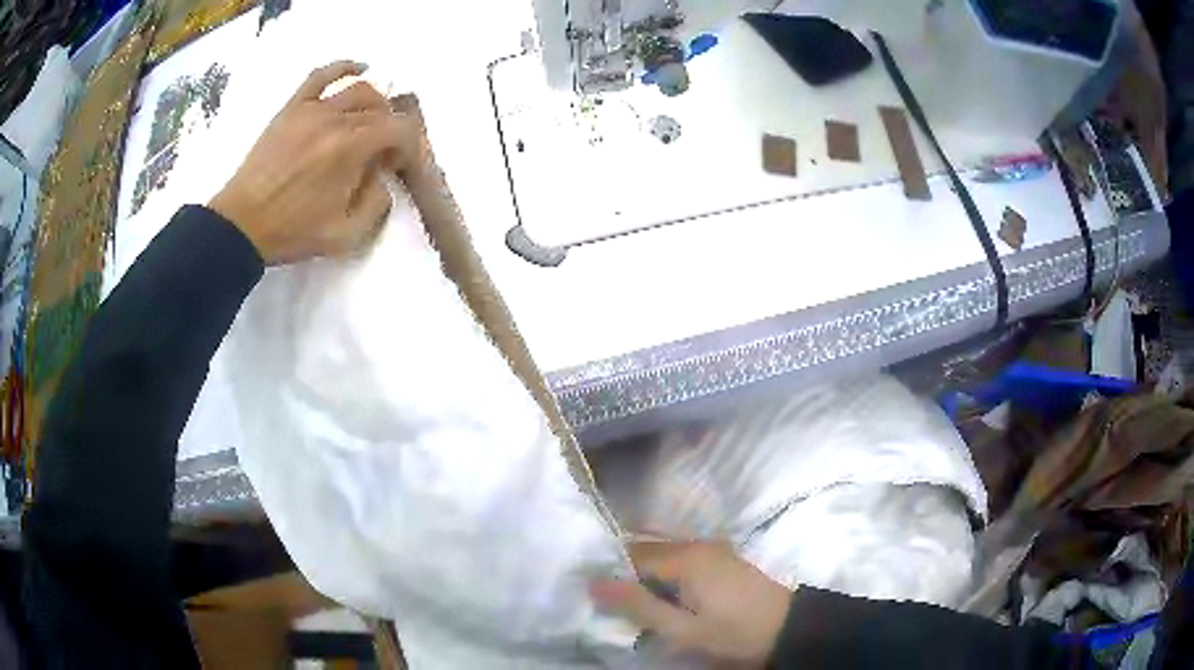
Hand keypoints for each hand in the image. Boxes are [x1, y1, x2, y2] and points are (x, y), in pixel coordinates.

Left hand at [209, 61, 422, 264]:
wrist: (242, 225)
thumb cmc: (291, 232)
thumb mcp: (346, 235)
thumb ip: (377, 204)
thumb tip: (383, 178)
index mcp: (350, 149)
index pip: (399, 128)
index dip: (407, 146)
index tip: (395, 167)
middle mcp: (335, 119)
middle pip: (381, 109)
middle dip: (391, 130)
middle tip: (379, 154)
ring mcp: (311, 109)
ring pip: (358, 89)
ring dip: (374, 104)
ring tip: (368, 123)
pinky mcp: (292, 108)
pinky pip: (321, 76)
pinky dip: (343, 68)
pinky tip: (357, 69)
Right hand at [590, 541, 791, 665]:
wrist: (788, 629)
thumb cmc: (733, 632)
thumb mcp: (682, 629)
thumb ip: (638, 606)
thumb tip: (594, 583)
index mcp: (685, 557)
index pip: (631, 555)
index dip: (609, 574)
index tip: (595, 596)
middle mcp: (696, 543)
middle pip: (647, 549)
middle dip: (625, 572)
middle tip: (612, 601)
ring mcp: (712, 548)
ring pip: (664, 553)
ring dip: (645, 574)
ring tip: (635, 603)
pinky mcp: (722, 558)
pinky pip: (681, 558)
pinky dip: (665, 574)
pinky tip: (663, 596)